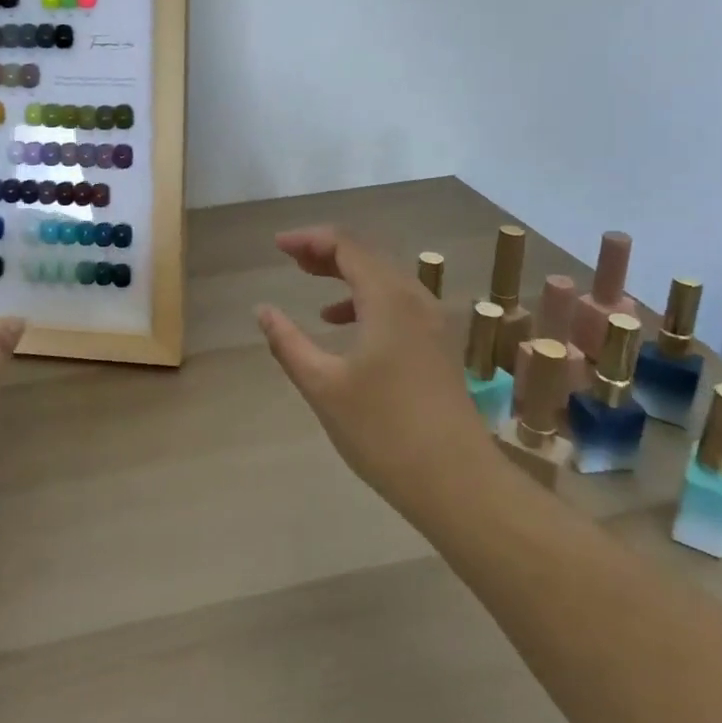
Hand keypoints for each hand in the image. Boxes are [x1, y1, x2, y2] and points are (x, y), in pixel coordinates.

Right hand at [256, 226, 487, 518]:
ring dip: (346, 274)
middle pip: (368, 255)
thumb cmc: (384, 431)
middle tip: (291, 258)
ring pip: (385, 278)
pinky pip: (397, 302)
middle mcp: (415, 299)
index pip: (347, 245)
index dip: (309, 238)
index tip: (277, 246)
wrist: (458, 484)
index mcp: (389, 299)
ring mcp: (433, 323)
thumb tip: (263, 310)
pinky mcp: (438, 345)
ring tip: (311, 282)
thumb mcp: (323, 386)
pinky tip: (342, 324)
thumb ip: (288, 342)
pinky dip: (366, 299)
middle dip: (327, 251)